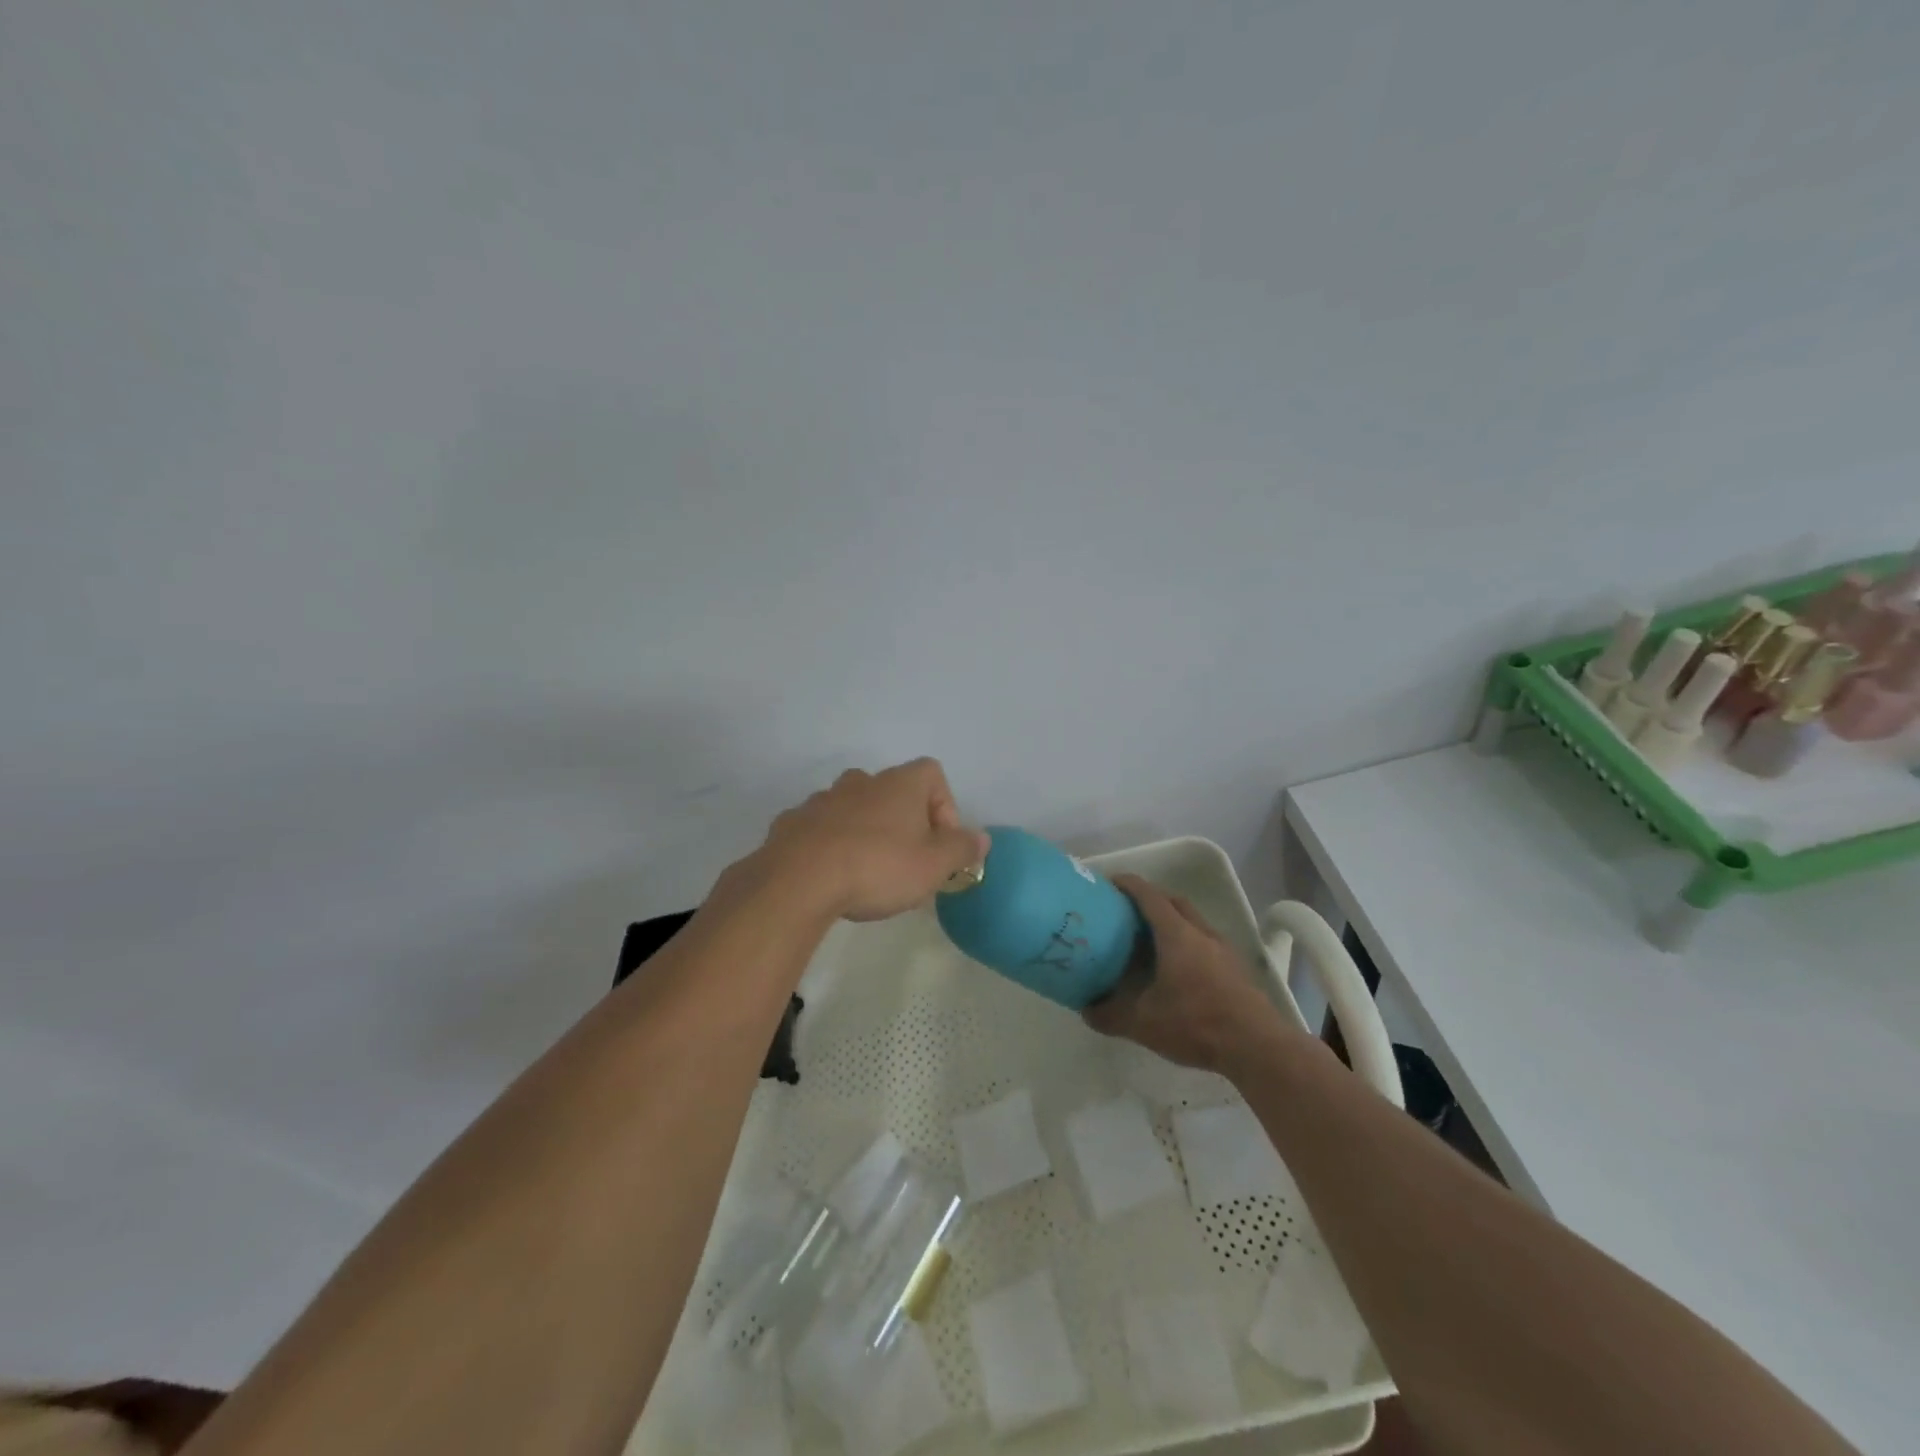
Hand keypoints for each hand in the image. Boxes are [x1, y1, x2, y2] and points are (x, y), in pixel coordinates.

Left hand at [755, 758, 989, 921]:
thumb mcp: (934, 866)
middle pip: (893, 792)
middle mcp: (861, 781)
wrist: (798, 880)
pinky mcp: (792, 822)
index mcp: (899, 784)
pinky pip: (822, 827)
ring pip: (855, 808)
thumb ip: (962, 848)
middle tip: (907, 861)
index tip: (940, 844)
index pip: (933, 775)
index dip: (944, 807)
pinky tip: (832, 876)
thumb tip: (982, 838)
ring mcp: (823, 799)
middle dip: (904, 822)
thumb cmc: (877, 867)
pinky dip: (831, 844)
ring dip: (866, 831)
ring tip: (867, 872)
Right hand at [1084, 874, 1300, 1076]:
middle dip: (1150, 899)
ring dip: (1171, 920)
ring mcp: (1223, 949)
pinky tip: (1178, 968)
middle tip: (1127, 912)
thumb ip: (1109, 1014)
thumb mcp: (1143, 1023)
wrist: (1257, 1047)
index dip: (1128, 884)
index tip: (1109, 883)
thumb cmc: (1196, 1024)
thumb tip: (1085, 1009)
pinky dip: (1187, 941)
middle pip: (1174, 901)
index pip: (1149, 896)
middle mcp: (1201, 933)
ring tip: (1150, 940)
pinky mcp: (1236, 968)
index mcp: (1176, 934)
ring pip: (1193, 921)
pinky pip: (1205, 941)